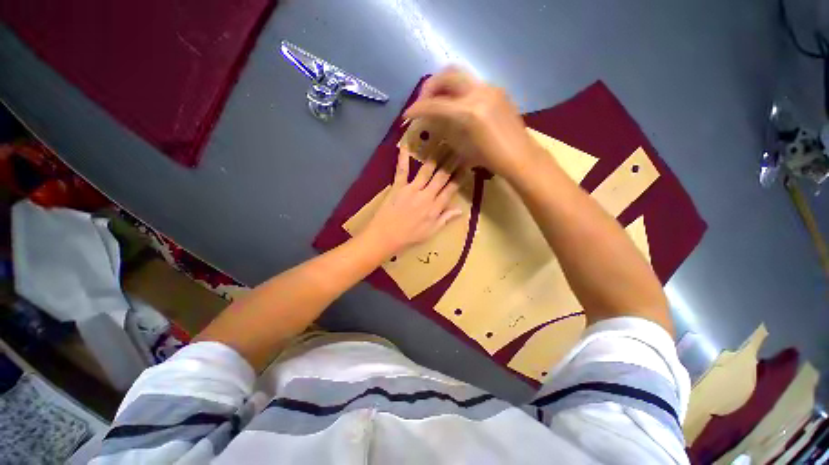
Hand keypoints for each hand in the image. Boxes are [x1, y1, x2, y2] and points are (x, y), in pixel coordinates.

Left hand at [362, 146, 461, 256]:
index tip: (466, 166)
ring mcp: (412, 189)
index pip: (451, 189)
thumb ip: (445, 219)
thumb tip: (460, 210)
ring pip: (426, 170)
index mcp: (435, 208)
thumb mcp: (431, 232)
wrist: (386, 236)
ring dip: (435, 156)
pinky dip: (403, 157)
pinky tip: (405, 146)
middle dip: (451, 162)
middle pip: (441, 176)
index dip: (459, 177)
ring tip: (442, 143)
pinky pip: (402, 170)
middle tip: (459, 149)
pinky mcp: (398, 186)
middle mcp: (426, 195)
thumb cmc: (409, 237)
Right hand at [404, 67, 541, 178]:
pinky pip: (471, 84)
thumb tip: (430, 119)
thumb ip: (444, 128)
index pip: (435, 104)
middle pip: (446, 75)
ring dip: (443, 85)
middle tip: (423, 102)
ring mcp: (490, 88)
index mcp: (468, 111)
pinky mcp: (497, 90)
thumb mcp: (461, 146)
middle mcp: (479, 92)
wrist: (519, 156)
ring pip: (459, 75)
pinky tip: (455, 105)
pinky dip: (457, 91)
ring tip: (437, 102)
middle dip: (429, 87)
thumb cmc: (489, 159)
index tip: (407, 115)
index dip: (417, 109)